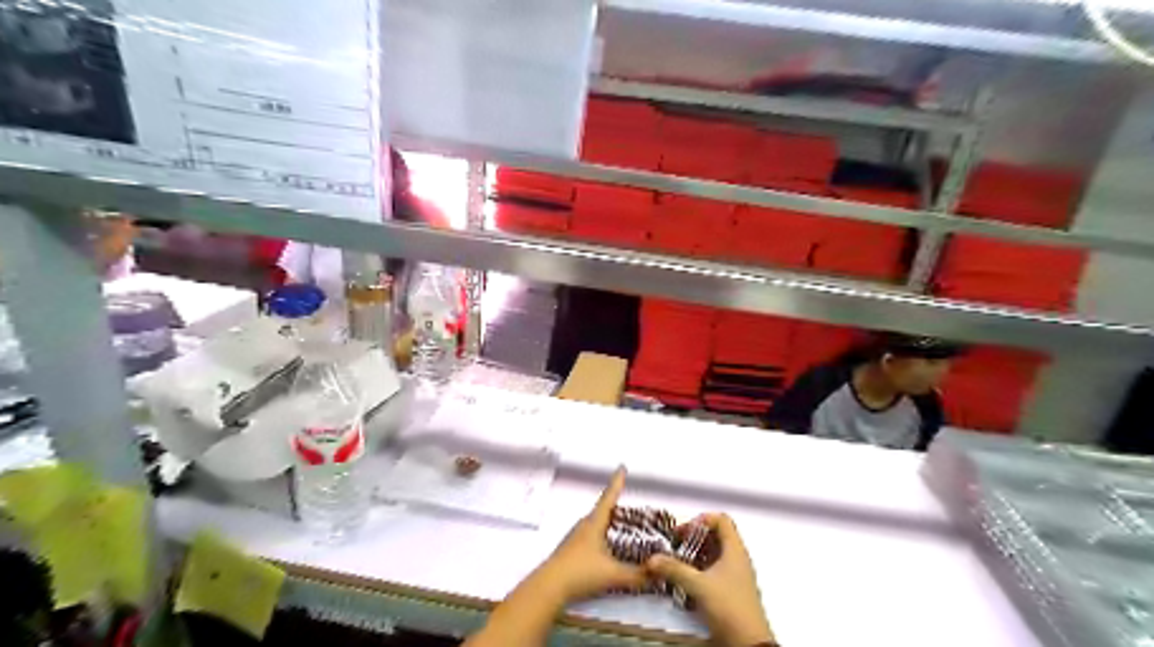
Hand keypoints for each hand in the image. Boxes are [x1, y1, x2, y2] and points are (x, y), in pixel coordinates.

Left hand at [531, 470, 647, 601]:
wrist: (549, 588)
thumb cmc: (581, 572)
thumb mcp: (613, 574)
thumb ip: (638, 575)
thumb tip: (659, 572)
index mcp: (594, 523)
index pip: (609, 498)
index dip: (617, 483)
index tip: (622, 467)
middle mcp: (584, 526)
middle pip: (602, 510)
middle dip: (616, 505)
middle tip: (630, 504)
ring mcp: (575, 538)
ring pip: (595, 523)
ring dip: (608, 522)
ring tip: (621, 525)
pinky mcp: (570, 551)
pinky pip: (590, 536)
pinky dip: (602, 536)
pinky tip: (606, 549)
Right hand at [647, 516, 773, 646]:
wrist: (748, 645)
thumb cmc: (729, 607)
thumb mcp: (699, 586)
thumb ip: (675, 569)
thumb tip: (653, 558)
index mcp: (735, 550)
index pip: (721, 520)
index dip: (701, 520)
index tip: (684, 532)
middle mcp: (736, 559)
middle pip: (715, 536)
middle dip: (693, 538)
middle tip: (675, 545)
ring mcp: (734, 575)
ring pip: (713, 554)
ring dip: (694, 555)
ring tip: (676, 561)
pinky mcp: (730, 590)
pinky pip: (712, 571)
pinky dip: (698, 570)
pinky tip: (685, 580)